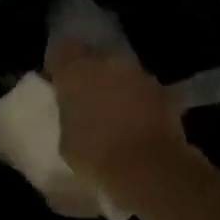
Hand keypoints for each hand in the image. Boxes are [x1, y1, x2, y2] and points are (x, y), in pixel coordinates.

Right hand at [45, 37, 194, 195]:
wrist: (149, 169)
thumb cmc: (96, 156)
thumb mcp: (66, 140)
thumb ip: (68, 115)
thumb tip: (75, 111)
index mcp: (75, 71)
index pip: (60, 50)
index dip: (58, 65)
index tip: (56, 82)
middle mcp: (107, 62)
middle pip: (93, 56)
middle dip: (89, 73)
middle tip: (85, 98)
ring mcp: (138, 74)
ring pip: (120, 71)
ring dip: (115, 85)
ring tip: (112, 111)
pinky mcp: (162, 90)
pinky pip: (142, 89)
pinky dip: (138, 100)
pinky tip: (136, 121)